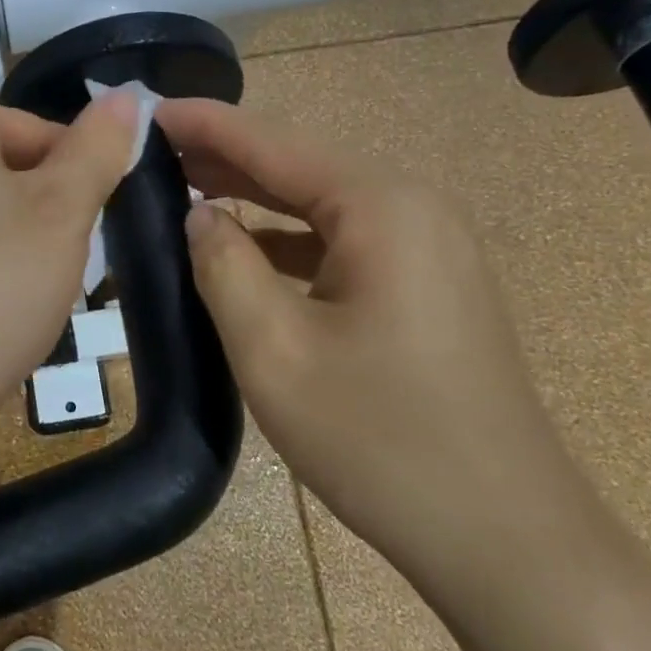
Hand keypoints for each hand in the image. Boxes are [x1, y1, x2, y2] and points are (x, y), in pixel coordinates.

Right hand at [154, 97, 586, 580]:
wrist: (506, 541)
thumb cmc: (381, 440)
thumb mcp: (274, 349)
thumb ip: (223, 265)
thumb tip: (198, 214)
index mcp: (380, 207)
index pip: (271, 143)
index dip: (203, 123)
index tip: (144, 110)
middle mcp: (412, 209)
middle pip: (298, 168)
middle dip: (222, 158)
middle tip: (149, 151)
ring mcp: (428, 250)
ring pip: (319, 208)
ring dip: (253, 200)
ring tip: (182, 190)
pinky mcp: (427, 289)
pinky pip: (342, 245)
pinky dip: (287, 242)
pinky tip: (244, 252)